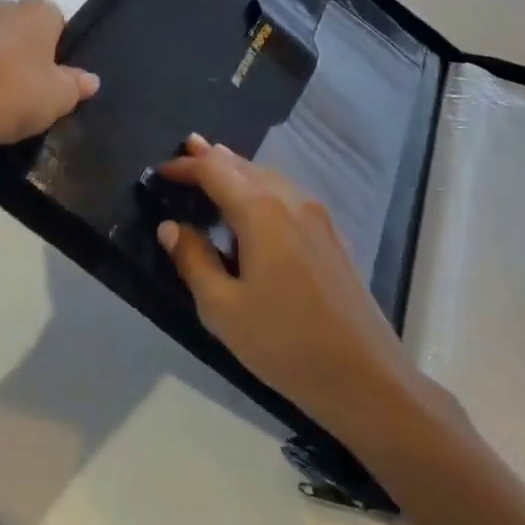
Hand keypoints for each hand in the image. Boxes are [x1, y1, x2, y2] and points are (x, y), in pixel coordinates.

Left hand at [0, 0, 98, 163]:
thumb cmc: (13, 95)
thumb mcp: (58, 98)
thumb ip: (77, 85)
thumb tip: (90, 79)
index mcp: (35, 13)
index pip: (55, 19)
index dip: (56, 46)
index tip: (53, 76)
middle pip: (18, 26)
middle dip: (22, 50)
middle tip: (26, 89)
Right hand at [156, 135, 414, 436]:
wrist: (364, 375)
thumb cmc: (284, 342)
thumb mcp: (222, 309)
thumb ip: (193, 260)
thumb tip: (171, 228)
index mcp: (261, 211)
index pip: (214, 171)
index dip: (185, 166)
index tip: (160, 172)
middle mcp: (290, 199)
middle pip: (244, 165)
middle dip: (213, 157)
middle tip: (187, 149)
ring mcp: (316, 214)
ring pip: (269, 176)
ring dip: (238, 169)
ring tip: (215, 165)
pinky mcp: (330, 233)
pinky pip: (286, 193)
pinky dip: (261, 185)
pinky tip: (254, 202)